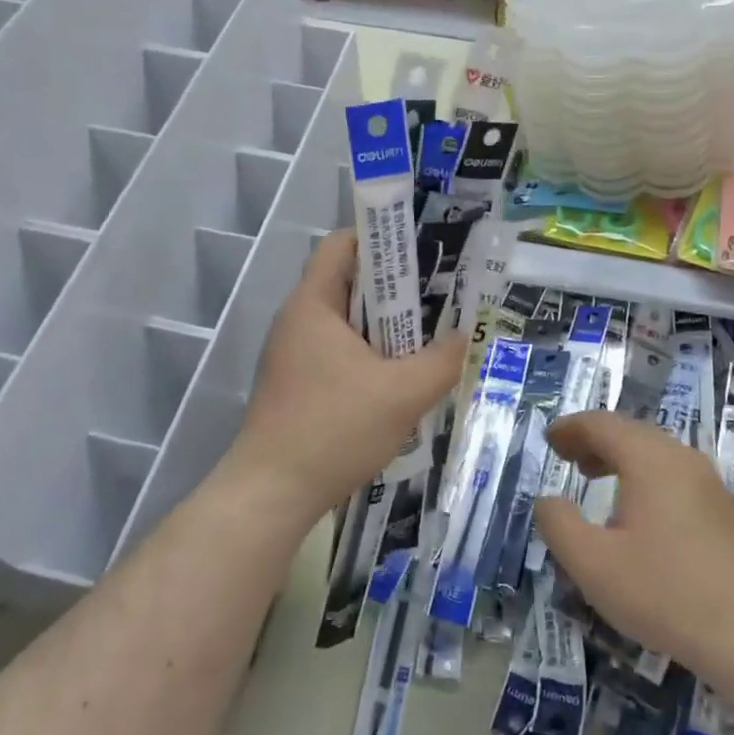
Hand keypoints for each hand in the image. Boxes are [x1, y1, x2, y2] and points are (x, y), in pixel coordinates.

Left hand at [231, 231, 463, 521]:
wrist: (271, 494)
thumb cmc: (334, 429)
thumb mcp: (403, 394)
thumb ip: (441, 360)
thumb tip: (462, 338)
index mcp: (313, 304)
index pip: (342, 244)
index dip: (382, 239)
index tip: (422, 255)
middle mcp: (297, 320)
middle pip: (348, 281)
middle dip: (394, 288)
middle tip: (438, 299)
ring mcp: (292, 354)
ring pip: (345, 321)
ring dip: (383, 326)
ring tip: (425, 339)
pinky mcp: (296, 383)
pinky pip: (337, 350)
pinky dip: (367, 353)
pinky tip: (396, 379)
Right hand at [534, 412, 733, 679]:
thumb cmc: (665, 593)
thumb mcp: (593, 564)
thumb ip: (558, 525)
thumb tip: (547, 500)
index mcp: (649, 460)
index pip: (602, 425)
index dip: (571, 428)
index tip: (549, 439)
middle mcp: (682, 459)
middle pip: (631, 433)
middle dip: (594, 440)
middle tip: (566, 457)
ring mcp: (709, 484)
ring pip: (655, 454)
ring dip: (619, 458)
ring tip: (594, 478)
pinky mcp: (724, 512)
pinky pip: (674, 476)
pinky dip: (644, 477)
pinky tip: (637, 514)